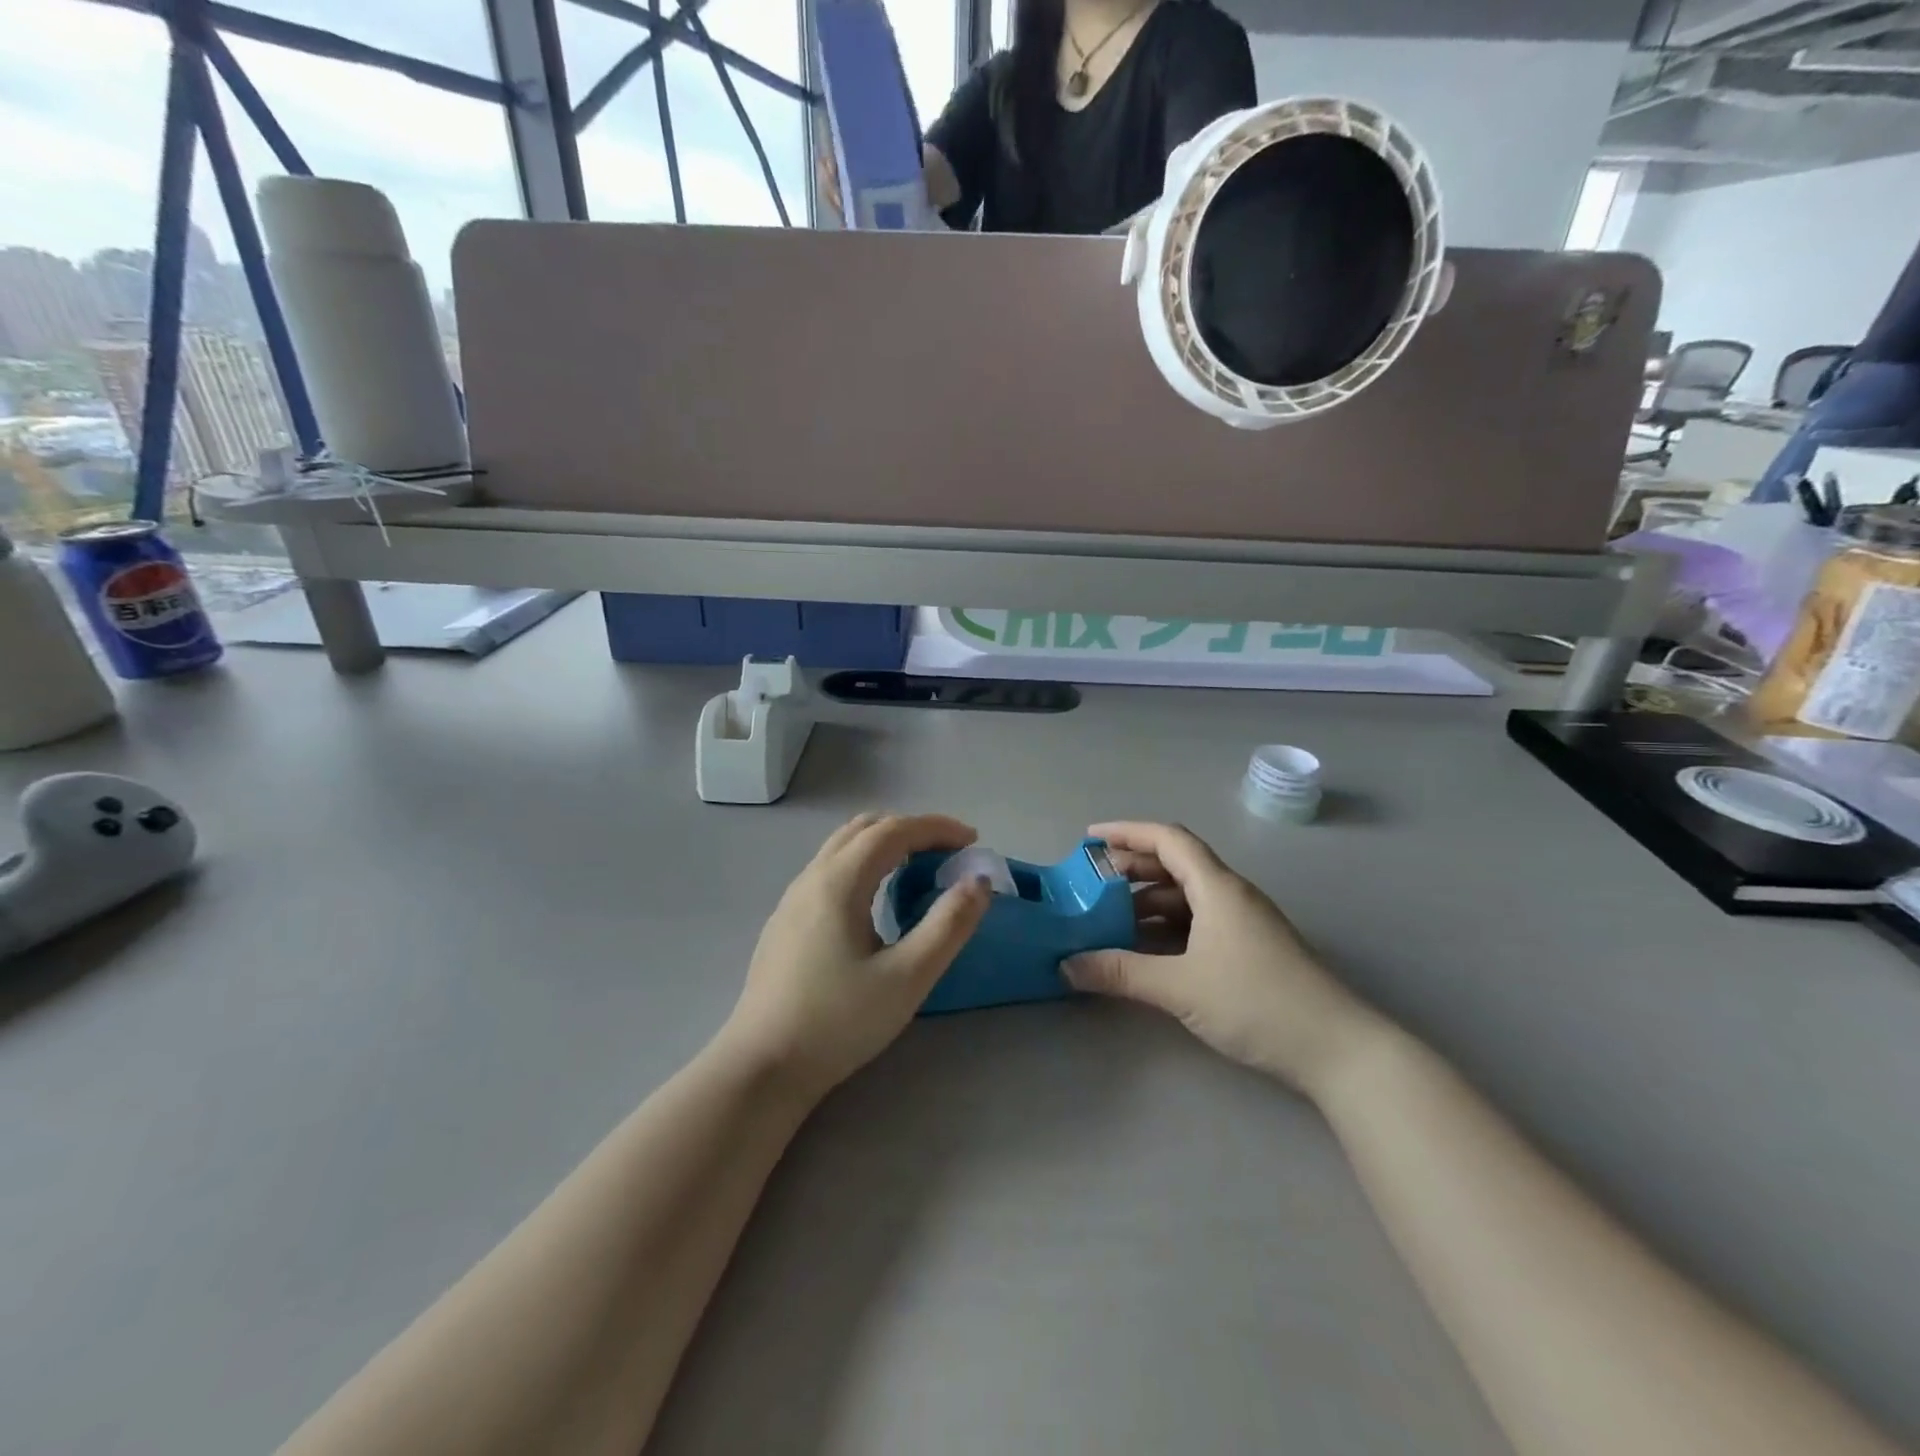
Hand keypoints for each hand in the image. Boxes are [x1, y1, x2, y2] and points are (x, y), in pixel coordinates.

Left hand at [720, 813, 990, 1100]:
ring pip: (843, 847)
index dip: (937, 827)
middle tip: (947, 853)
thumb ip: (948, 925)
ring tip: (917, 870)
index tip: (972, 841)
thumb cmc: (839, 1021)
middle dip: (911, 830)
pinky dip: (864, 863)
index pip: (894, 830)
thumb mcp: (908, 977)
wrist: (762, 1066)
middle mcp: (812, 877)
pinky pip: (830, 870)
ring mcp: (792, 899)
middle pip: (865, 828)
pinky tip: (875, 901)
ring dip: (885, 844)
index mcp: (840, 881)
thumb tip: (978, 882)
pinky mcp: (785, 922)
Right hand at [1064, 822, 1383, 1098]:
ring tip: (1110, 917)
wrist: (1338, 1049)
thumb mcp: (1180, 986)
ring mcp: (1243, 922)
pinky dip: (1167, 925)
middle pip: (1176, 864)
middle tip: (1092, 882)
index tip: (1090, 838)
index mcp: (1217, 887)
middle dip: (1132, 868)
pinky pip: (1199, 921)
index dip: (1127, 832)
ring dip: (1148, 900)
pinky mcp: (1250, 949)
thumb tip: (1066, 965)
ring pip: (1187, 895)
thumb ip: (1121, 973)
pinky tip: (1146, 949)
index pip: (1168, 839)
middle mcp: (1231, 894)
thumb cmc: (1257, 1002)